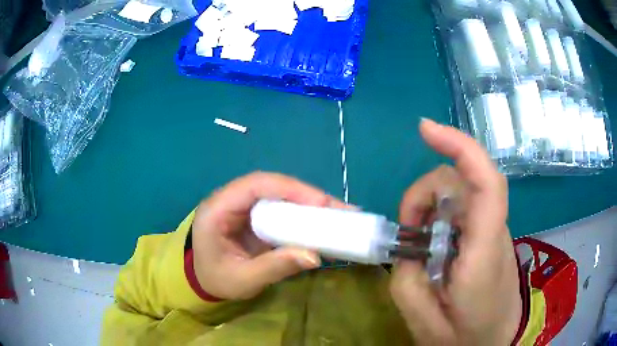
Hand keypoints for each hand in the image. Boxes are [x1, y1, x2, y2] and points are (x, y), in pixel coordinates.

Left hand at [191, 172, 343, 299]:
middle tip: (340, 209)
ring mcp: (243, 205)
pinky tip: (323, 221)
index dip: (289, 188)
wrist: (202, 280)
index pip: (255, 184)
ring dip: (309, 202)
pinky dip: (303, 213)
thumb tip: (314, 256)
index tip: (321, 203)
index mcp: (218, 209)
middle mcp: (230, 199)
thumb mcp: (243, 280)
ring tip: (339, 213)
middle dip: (307, 195)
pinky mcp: (255, 215)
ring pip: (280, 194)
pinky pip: (281, 207)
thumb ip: (274, 267)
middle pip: (272, 186)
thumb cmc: (216, 280)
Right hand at [390, 119, 521, 344]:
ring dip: (429, 207)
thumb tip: (406, 249)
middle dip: (424, 196)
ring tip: (417, 243)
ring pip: (460, 193)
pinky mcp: (489, 235)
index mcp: (483, 255)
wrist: (497, 341)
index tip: (425, 128)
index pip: (486, 184)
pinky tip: (432, 244)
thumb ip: (406, 282)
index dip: (460, 147)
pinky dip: (439, 216)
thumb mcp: (424, 323)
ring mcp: (493, 231)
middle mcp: (493, 232)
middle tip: (406, 233)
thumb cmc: (467, 338)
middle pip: (461, 183)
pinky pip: (463, 208)